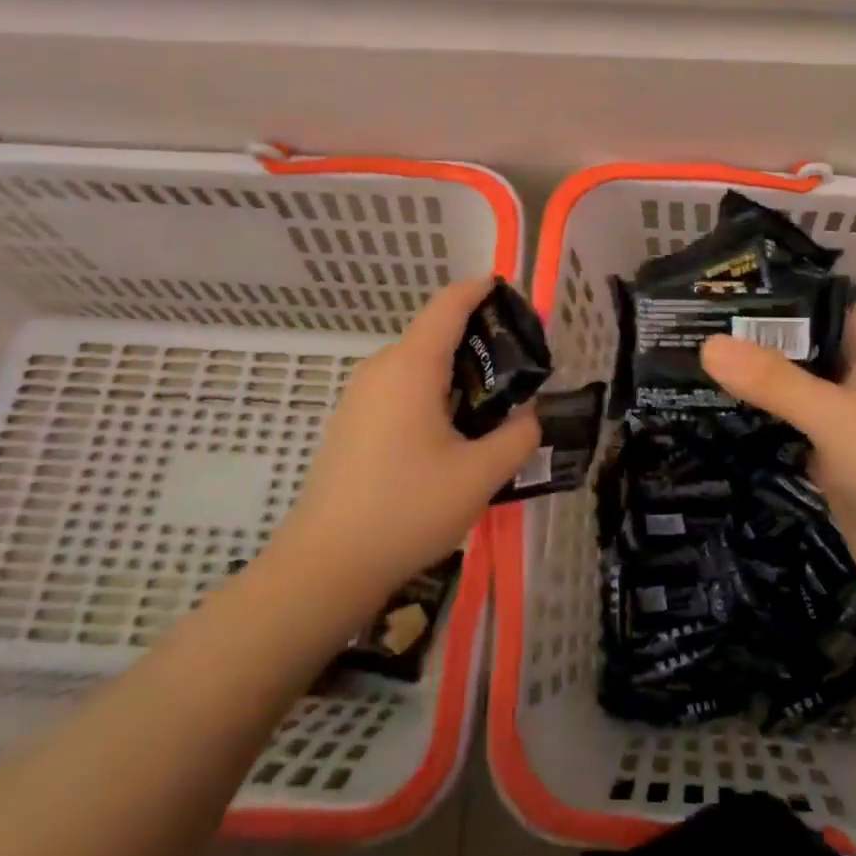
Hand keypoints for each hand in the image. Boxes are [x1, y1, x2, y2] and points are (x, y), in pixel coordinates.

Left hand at [269, 277, 540, 606]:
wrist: (325, 565)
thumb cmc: (407, 509)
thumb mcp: (480, 475)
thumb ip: (518, 436)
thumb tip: (529, 416)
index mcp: (411, 366)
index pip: (449, 304)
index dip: (481, 290)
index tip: (513, 292)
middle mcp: (381, 368)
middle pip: (435, 332)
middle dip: (479, 339)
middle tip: (521, 368)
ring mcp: (360, 395)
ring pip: (418, 363)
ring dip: (457, 371)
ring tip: (494, 403)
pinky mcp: (352, 421)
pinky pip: (401, 388)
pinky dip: (433, 392)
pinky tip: (453, 432)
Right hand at [701, 303, 855, 626]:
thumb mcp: (838, 417)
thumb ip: (776, 382)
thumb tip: (707, 344)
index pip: (828, 306)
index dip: (787, 292)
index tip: (730, 285)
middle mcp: (855, 386)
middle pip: (802, 350)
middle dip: (756, 337)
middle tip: (692, 324)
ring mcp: (841, 429)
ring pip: (790, 394)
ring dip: (752, 382)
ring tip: (690, 363)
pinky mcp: (827, 469)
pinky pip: (785, 436)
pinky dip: (756, 427)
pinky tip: (713, 419)